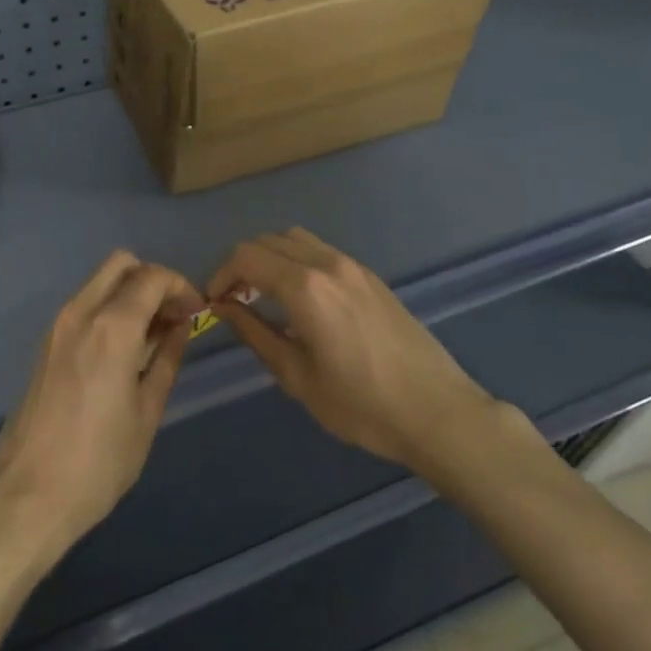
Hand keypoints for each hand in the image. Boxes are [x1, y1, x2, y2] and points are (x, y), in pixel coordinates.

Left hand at [0, 251, 204, 567]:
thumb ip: (166, 360)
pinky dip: (109, 309)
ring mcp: (57, 327)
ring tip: (154, 335)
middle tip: (173, 315)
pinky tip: (125, 349)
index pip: (152, 277)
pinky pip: (84, 306)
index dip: (181, 286)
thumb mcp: (146, 414)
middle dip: (153, 279)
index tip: (197, 311)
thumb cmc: (98, 462)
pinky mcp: (45, 345)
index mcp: (110, 328)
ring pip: (99, 282)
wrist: (26, 497)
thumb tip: (180, 327)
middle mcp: (80, 313)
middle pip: (120, 264)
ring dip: (130, 293)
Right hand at [208, 228, 496, 471]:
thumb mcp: (297, 377)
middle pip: (268, 240)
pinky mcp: (370, 276)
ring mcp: (353, 266)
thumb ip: (255, 334)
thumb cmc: (361, 404)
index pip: (245, 257)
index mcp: (305, 287)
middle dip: (241, 264)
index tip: (214, 304)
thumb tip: (225, 308)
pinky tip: (300, 300)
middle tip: (234, 301)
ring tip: (264, 296)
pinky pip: (321, 251)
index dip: (220, 274)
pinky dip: (296, 261)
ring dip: (270, 258)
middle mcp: (327, 263)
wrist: (437, 412)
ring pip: (295, 239)